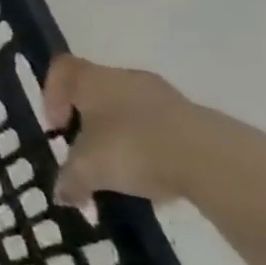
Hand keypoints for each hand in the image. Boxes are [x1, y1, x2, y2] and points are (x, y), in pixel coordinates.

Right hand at [42, 56, 229, 207]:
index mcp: (92, 80)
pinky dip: (155, 148)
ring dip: (124, 136)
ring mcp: (167, 97)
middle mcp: (126, 78)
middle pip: (98, 91)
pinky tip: (158, 178)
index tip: (57, 128)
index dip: (51, 96)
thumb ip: (69, 180)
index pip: (61, 69)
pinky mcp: (198, 119)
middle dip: (89, 121)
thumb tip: (62, 195)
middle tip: (87, 150)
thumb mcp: (88, 170)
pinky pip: (164, 129)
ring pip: (132, 111)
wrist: (214, 161)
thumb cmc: (132, 149)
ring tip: (125, 171)